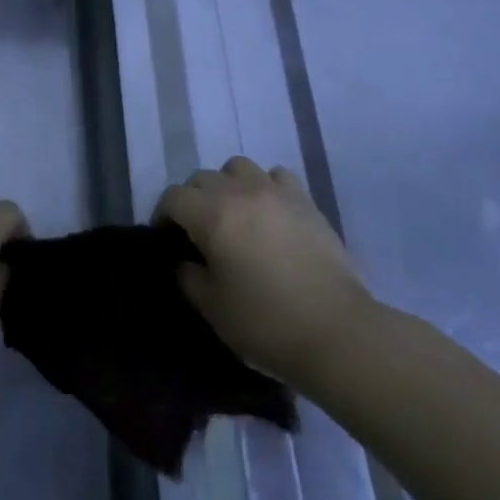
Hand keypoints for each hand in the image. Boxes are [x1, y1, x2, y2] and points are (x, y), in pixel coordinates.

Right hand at [155, 158, 374, 387]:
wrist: (336, 331)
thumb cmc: (266, 323)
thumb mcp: (213, 308)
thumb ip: (189, 277)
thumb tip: (185, 260)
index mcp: (211, 215)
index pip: (173, 198)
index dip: (163, 216)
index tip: (166, 239)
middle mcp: (240, 191)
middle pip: (202, 178)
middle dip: (192, 200)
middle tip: (198, 232)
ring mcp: (275, 191)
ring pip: (238, 167)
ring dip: (227, 185)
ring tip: (234, 214)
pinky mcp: (305, 199)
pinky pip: (276, 176)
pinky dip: (265, 187)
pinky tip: (269, 212)